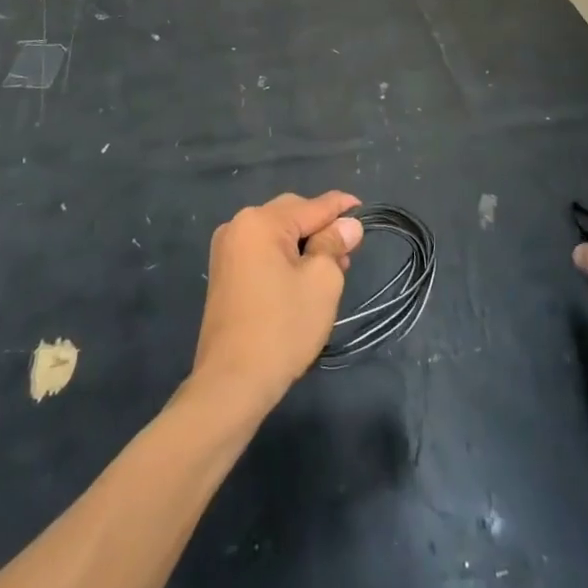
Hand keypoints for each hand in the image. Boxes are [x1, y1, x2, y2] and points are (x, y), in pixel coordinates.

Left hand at [192, 192, 363, 412]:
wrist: (232, 382)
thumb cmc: (282, 327)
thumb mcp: (321, 281)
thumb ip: (334, 245)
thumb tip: (347, 225)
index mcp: (260, 222)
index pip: (312, 206)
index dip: (341, 207)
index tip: (363, 208)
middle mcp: (237, 226)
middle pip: (291, 214)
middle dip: (321, 227)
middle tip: (348, 251)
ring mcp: (226, 251)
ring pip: (277, 234)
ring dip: (304, 244)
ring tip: (331, 268)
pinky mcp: (224, 275)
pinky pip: (262, 252)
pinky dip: (285, 257)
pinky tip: (302, 278)